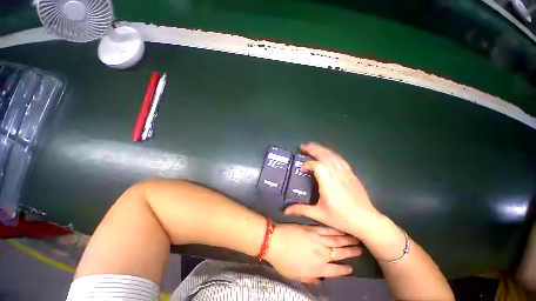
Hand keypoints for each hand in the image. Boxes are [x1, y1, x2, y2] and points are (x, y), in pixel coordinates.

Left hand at [265, 224, 361, 283]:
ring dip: (346, 240)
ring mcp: (318, 239)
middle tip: (360, 250)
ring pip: (336, 240)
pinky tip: (340, 229)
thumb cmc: (283, 261)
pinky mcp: (312, 229)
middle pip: (339, 253)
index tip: (351, 268)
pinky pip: (326, 230)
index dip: (344, 270)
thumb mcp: (296, 276)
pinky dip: (334, 230)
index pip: (336, 271)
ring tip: (355, 239)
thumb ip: (310, 278)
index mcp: (318, 268)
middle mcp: (322, 254)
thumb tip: (320, 280)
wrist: (276, 241)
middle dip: (351, 252)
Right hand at [284, 142, 381, 236]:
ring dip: (321, 149)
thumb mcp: (319, 214)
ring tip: (313, 146)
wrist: (366, 220)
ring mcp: (345, 172)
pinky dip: (332, 154)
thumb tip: (286, 210)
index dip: (306, 165)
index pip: (315, 165)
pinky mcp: (351, 173)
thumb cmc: (341, 217)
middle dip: (312, 149)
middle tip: (303, 146)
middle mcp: (336, 173)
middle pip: (324, 155)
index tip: (301, 170)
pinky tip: (328, 153)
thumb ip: (301, 209)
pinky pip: (340, 159)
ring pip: (332, 155)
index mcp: (327, 181)